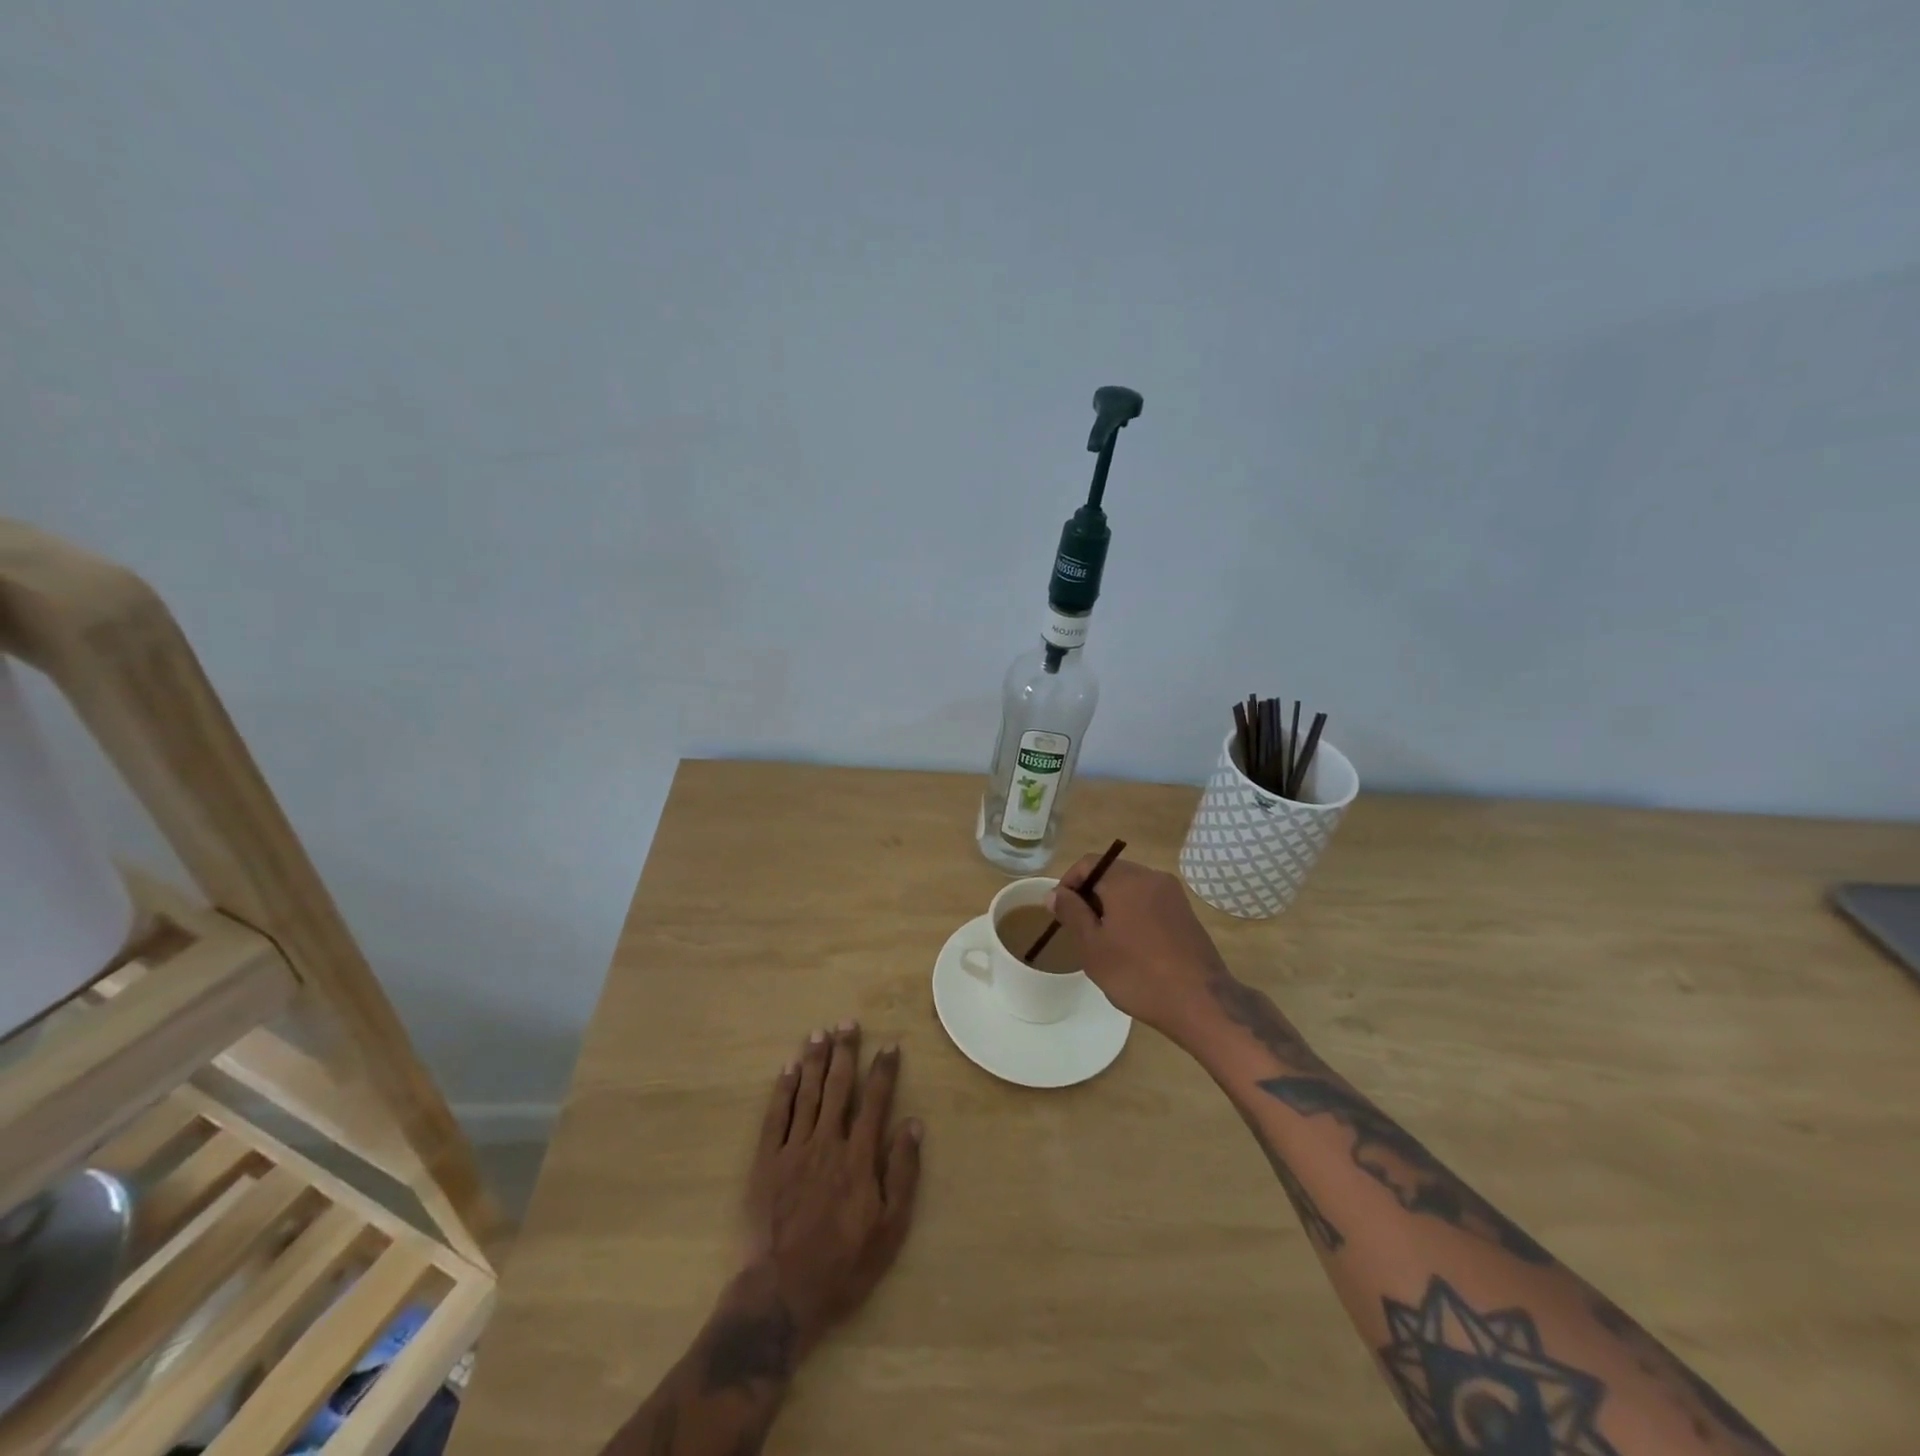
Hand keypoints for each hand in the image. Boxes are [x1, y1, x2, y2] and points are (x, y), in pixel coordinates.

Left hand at [742, 1022, 922, 1357]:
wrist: (782, 1294)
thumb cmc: (843, 1266)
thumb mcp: (889, 1230)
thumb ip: (903, 1173)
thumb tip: (913, 1124)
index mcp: (859, 1157)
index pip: (875, 1101)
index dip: (883, 1070)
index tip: (889, 1045)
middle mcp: (827, 1142)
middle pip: (838, 1086)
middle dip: (845, 1052)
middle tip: (848, 1022)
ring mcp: (794, 1150)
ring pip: (807, 1093)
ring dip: (815, 1060)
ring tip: (820, 1032)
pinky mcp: (766, 1162)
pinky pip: (776, 1115)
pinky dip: (784, 1089)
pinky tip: (789, 1068)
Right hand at [1048, 856, 1227, 1041]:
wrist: (1201, 1003)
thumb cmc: (1137, 974)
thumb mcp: (1093, 946)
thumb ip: (1072, 913)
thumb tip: (1055, 893)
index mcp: (1127, 879)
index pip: (1089, 863)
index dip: (1068, 883)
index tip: (1060, 912)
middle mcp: (1152, 877)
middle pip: (1111, 873)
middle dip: (1090, 895)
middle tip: (1079, 928)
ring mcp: (1173, 895)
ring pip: (1131, 888)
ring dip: (1112, 905)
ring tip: (1103, 940)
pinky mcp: (1186, 913)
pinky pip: (1150, 902)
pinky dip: (1134, 914)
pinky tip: (1131, 946)